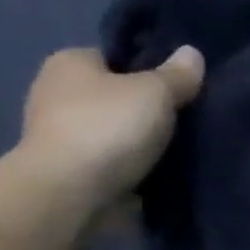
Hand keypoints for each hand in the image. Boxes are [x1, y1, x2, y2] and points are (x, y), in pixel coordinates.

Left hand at [17, 45, 204, 214]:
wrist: (70, 195)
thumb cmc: (107, 129)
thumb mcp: (155, 92)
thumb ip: (177, 75)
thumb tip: (192, 54)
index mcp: (69, 62)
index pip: (116, 57)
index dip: (149, 70)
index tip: (179, 88)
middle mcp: (57, 94)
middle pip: (117, 97)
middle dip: (147, 111)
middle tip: (187, 122)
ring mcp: (61, 137)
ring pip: (116, 134)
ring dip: (141, 145)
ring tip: (181, 153)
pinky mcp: (70, 174)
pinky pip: (113, 165)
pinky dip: (133, 171)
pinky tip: (161, 177)